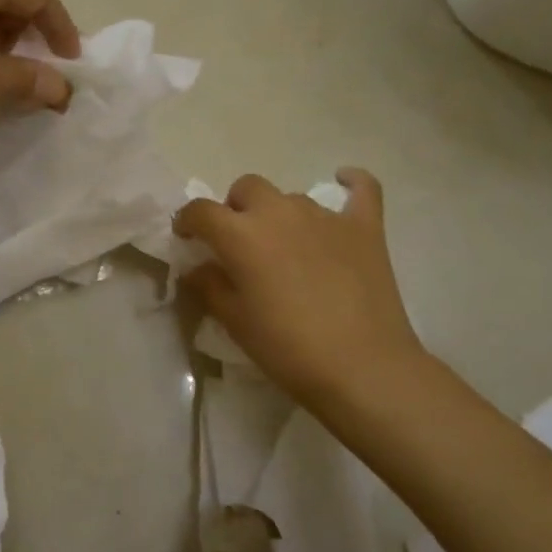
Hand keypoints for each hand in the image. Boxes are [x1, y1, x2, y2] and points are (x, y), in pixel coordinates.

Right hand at [176, 169, 429, 419]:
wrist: (363, 368)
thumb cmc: (287, 348)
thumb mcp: (235, 322)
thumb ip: (210, 287)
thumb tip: (198, 268)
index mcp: (241, 235)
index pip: (201, 211)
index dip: (187, 220)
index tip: (187, 236)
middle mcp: (279, 212)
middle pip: (247, 188)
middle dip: (235, 208)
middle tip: (239, 243)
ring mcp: (325, 216)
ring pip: (291, 196)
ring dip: (280, 213)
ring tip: (286, 246)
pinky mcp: (364, 227)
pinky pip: (361, 189)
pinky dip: (351, 184)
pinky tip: (345, 183)